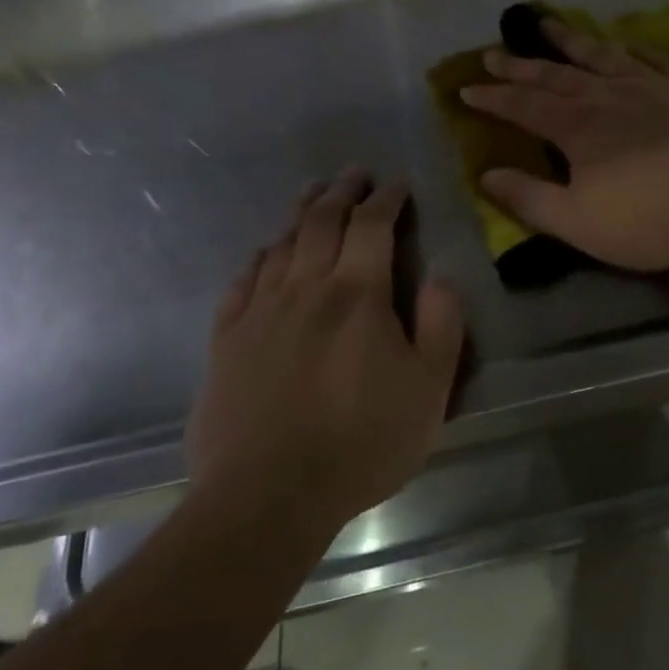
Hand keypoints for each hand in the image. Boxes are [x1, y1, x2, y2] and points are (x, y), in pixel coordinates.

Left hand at [185, 171, 464, 534]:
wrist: (267, 495)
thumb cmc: (362, 443)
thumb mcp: (430, 390)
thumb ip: (442, 325)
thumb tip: (442, 275)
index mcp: (358, 295)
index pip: (373, 227)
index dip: (387, 199)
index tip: (398, 184)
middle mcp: (306, 289)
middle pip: (323, 223)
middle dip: (343, 193)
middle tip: (355, 173)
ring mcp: (260, 312)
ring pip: (282, 244)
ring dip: (302, 212)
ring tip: (314, 193)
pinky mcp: (226, 340)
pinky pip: (243, 281)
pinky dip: (260, 256)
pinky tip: (266, 252)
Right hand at [461, 19, 668, 271]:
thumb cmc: (650, 220)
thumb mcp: (577, 221)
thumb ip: (528, 198)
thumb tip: (485, 175)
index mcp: (579, 128)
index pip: (524, 107)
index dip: (493, 98)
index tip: (466, 88)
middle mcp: (610, 97)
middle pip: (557, 75)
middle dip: (522, 65)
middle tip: (495, 51)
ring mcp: (655, 87)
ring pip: (603, 55)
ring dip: (572, 40)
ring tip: (549, 23)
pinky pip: (658, 58)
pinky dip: (636, 47)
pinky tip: (628, 41)